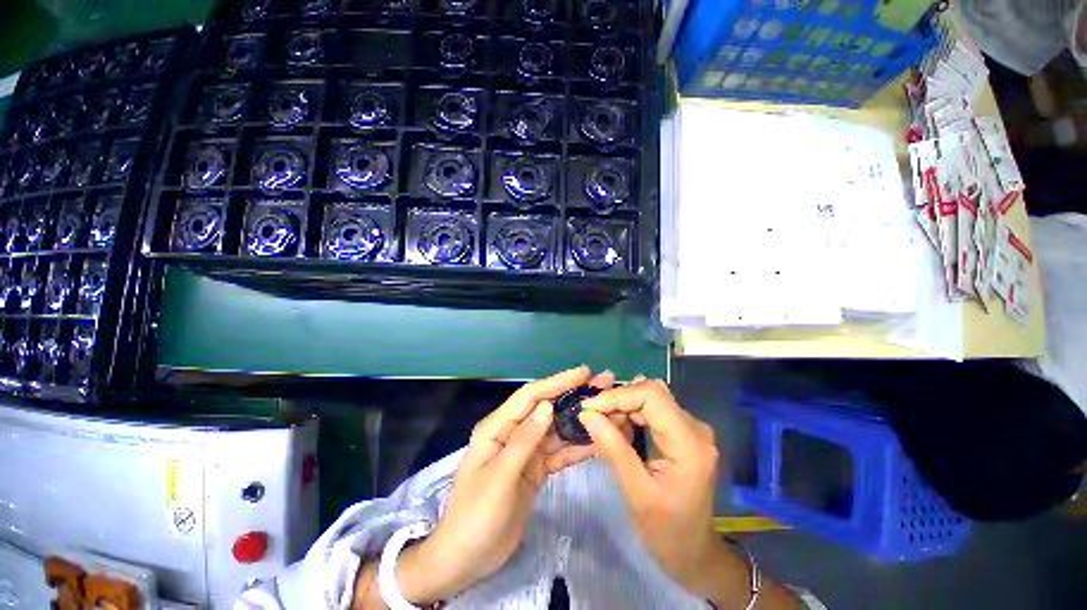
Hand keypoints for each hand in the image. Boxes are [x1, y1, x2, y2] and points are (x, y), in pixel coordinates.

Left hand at [396, 366, 618, 603]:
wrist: (466, 561)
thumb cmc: (474, 517)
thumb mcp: (498, 478)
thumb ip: (523, 441)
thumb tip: (547, 406)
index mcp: (497, 428)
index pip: (530, 396)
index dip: (557, 382)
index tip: (584, 373)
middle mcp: (513, 433)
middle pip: (547, 408)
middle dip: (574, 396)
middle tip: (603, 384)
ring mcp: (526, 451)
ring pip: (557, 429)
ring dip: (580, 420)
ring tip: (608, 409)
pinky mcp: (535, 469)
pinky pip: (559, 453)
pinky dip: (577, 447)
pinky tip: (599, 441)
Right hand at [577, 379, 726, 598]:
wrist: (693, 552)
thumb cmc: (666, 530)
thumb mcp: (635, 491)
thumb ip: (612, 447)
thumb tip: (586, 414)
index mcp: (689, 442)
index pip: (651, 396)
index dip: (617, 396)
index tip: (589, 408)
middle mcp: (695, 428)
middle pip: (652, 392)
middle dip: (618, 400)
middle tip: (593, 417)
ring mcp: (691, 428)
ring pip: (651, 397)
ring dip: (624, 406)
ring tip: (604, 425)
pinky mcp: (683, 432)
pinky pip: (653, 410)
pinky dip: (632, 414)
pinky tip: (619, 429)